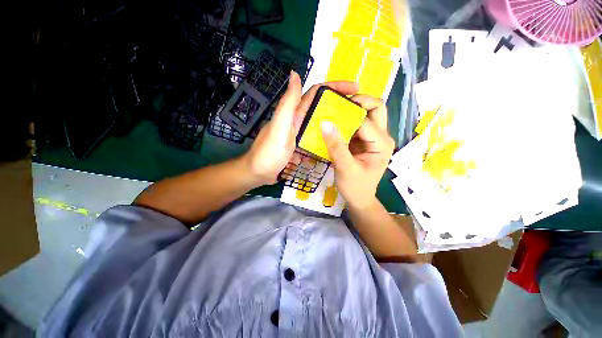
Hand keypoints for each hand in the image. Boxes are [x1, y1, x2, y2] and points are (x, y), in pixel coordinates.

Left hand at [244, 71, 358, 185]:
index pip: (316, 93)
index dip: (335, 87)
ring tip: (352, 128)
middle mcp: (297, 121)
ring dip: (334, 123)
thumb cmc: (269, 152)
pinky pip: (316, 140)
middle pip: (321, 108)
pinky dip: (326, 140)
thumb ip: (288, 103)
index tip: (354, 89)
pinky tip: (335, 145)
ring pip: (319, 125)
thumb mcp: (279, 126)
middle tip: (357, 111)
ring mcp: (299, 135)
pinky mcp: (299, 147)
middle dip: (338, 105)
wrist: (259, 173)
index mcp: (294, 113)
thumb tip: (294, 74)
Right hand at [321, 95, 394, 208]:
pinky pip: (358, 124)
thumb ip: (336, 146)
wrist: (359, 198)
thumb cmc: (355, 187)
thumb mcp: (344, 168)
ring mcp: (374, 138)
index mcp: (381, 143)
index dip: (349, 113)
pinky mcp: (365, 141)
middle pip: (376, 108)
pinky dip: (347, 121)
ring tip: (335, 113)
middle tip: (338, 105)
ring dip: (352, 110)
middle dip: (358, 102)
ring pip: (367, 113)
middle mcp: (381, 137)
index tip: (330, 110)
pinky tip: (336, 124)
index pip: (366, 120)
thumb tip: (325, 122)